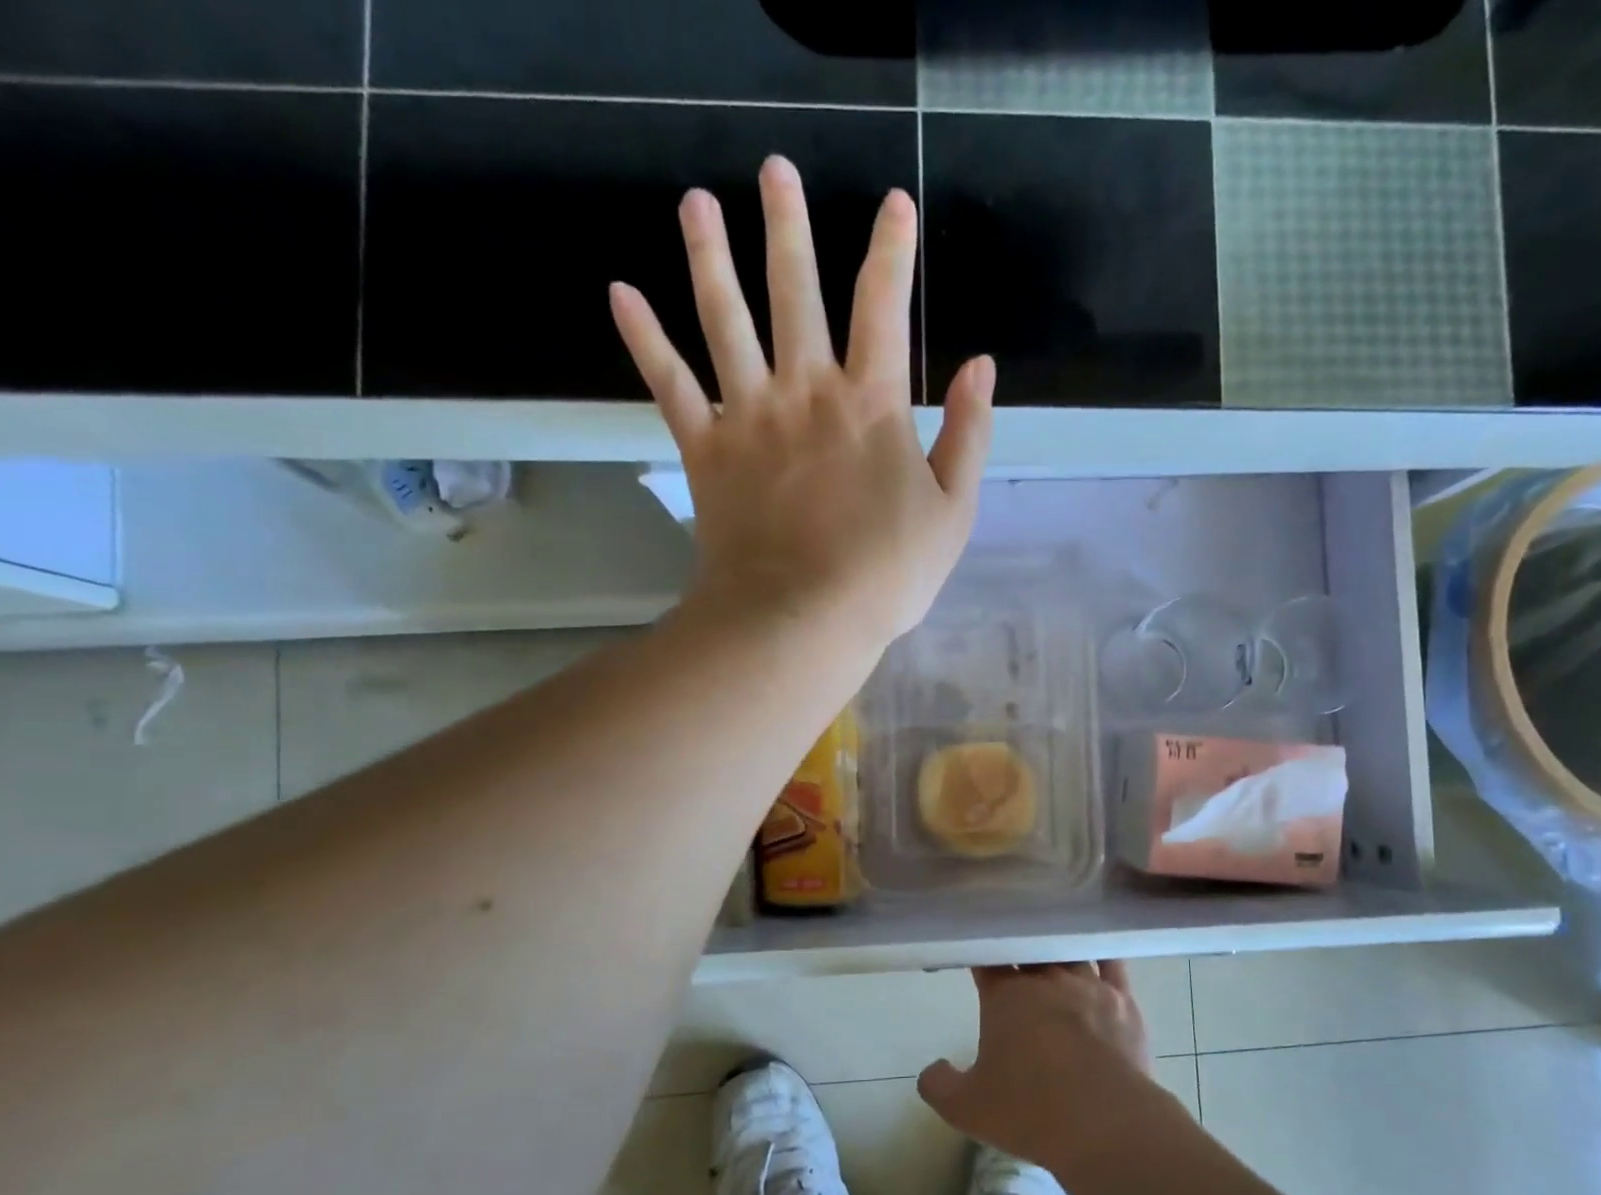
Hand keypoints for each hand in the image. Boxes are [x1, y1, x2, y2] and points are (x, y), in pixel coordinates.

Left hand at [608, 155, 994, 649]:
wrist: (802, 619)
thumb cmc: (886, 574)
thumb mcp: (951, 511)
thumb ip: (967, 435)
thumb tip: (979, 366)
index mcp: (870, 402)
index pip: (884, 306)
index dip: (892, 251)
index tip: (893, 205)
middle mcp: (806, 390)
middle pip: (796, 291)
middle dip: (788, 227)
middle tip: (774, 170)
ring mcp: (749, 415)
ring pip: (726, 319)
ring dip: (710, 256)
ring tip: (695, 202)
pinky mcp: (705, 449)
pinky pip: (669, 383)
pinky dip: (644, 339)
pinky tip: (621, 293)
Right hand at [918, 962, 1162, 1174]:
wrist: (1106, 1124)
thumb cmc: (1031, 1111)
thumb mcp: (967, 1108)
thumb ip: (939, 1085)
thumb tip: (933, 1069)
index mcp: (1006, 995)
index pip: (988, 959)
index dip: (981, 957)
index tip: (978, 961)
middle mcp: (1046, 979)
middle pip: (1029, 950)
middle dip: (1019, 952)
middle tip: (1015, 965)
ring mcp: (1088, 984)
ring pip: (1068, 952)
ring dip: (1057, 954)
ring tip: (1053, 957)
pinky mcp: (1123, 1000)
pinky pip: (1111, 963)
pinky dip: (1101, 956)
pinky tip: (1099, 955)